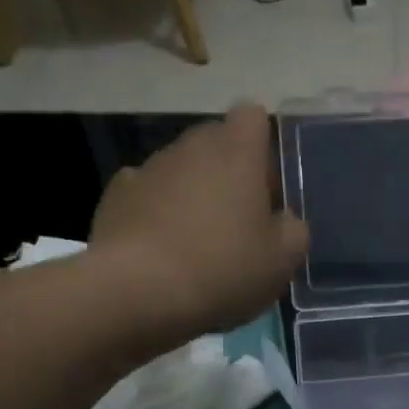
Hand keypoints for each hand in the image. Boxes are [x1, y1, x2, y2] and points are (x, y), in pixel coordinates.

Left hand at [87, 104, 309, 344]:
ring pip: (180, 170)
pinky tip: (159, 250)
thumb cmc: (222, 268)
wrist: (138, 291)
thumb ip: (293, 230)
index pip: (253, 117)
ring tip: (195, 245)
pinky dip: (155, 213)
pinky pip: (146, 195)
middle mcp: (191, 146)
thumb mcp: (281, 261)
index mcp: (237, 151)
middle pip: (215, 144)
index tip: (265, 189)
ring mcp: (149, 167)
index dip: (262, 148)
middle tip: (237, 224)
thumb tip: (282, 219)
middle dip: (228, 174)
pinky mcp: (116, 196)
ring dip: (191, 195)